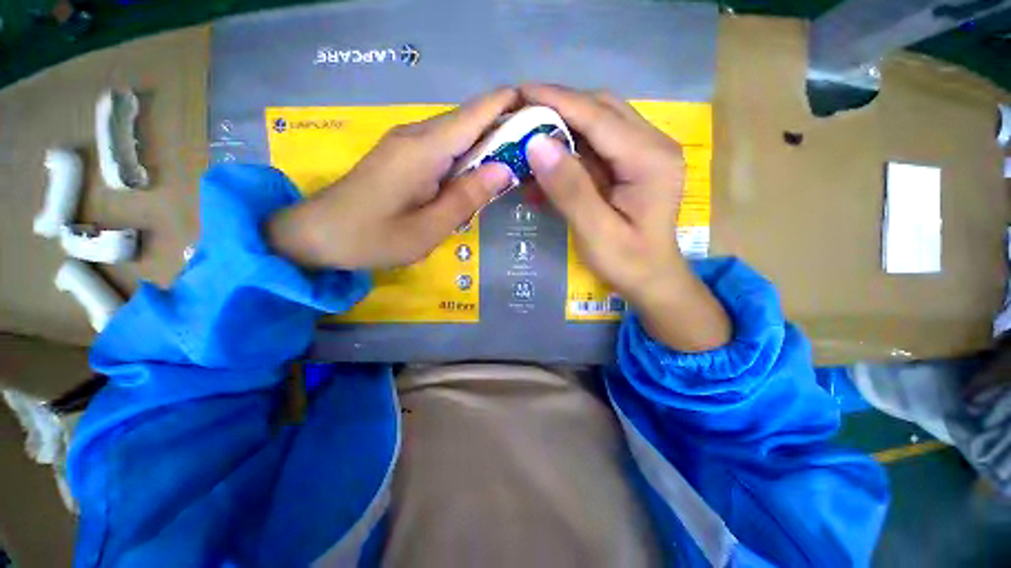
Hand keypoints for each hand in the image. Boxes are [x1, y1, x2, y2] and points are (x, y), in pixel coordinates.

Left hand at [268, 88, 516, 269]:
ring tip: (517, 159)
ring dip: (487, 142)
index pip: (476, 114)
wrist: (317, 234)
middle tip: (536, 147)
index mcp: (424, 149)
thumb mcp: (427, 229)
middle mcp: (416, 135)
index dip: (509, 105)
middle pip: (469, 120)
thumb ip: (467, 198)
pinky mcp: (402, 154)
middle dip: (505, 126)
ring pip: (457, 133)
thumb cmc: (373, 238)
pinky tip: (479, 172)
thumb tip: (505, 169)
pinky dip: (467, 154)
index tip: (541, 111)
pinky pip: (443, 146)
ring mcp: (406, 142)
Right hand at [521, 84, 729, 351]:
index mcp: (649, 159)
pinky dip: (571, 150)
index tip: (519, 93)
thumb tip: (536, 144)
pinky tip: (549, 165)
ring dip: (563, 127)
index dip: (557, 101)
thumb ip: (570, 189)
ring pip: (599, 123)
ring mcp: (645, 153)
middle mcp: (652, 145)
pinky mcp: (633, 165)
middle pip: (601, 110)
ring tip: (530, 137)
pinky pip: (599, 146)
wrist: (653, 280)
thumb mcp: (595, 233)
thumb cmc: (627, 263)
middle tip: (521, 116)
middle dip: (559, 108)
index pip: (598, 116)